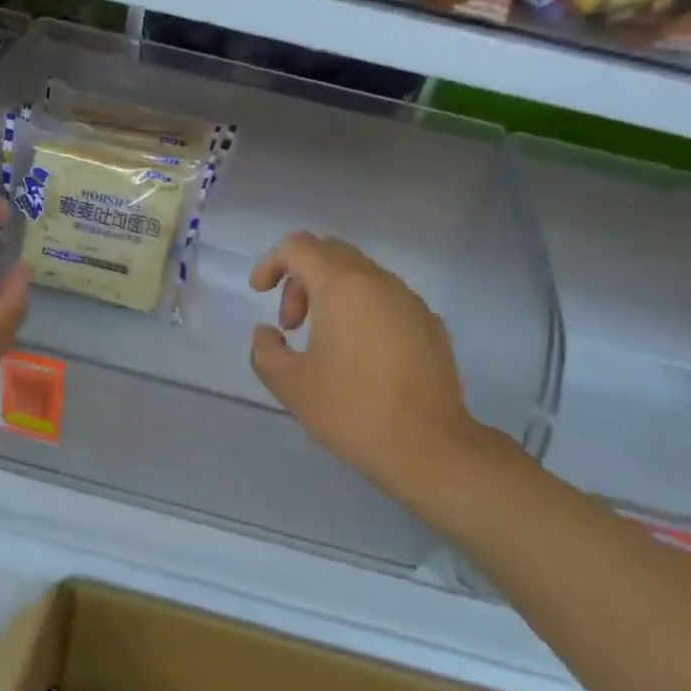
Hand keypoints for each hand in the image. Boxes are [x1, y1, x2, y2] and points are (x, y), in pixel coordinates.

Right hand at [249, 233, 497, 501]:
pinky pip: (387, 301)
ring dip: (332, 296)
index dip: (272, 262)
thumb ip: (265, 350)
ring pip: (362, 277)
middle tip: (291, 325)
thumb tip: (268, 333)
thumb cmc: (349, 410)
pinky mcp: (430, 324)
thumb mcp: (289, 384)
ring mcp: (411, 301)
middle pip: (332, 254)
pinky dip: (362, 312)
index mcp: (342, 287)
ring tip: (323, 344)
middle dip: (301, 280)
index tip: (260, 293)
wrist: (425, 444)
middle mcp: (380, 282)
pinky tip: (360, 358)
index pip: (300, 246)